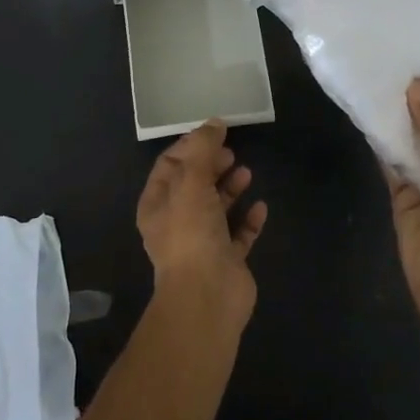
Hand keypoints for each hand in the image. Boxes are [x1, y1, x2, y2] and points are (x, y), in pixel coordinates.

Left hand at [136, 121, 267, 326]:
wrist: (208, 296)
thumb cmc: (191, 234)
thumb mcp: (192, 182)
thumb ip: (202, 150)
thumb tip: (214, 122)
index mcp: (157, 204)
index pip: (169, 165)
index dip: (190, 146)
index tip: (214, 133)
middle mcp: (177, 222)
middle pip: (194, 185)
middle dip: (211, 165)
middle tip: (231, 152)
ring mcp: (202, 242)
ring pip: (217, 208)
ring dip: (231, 188)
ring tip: (247, 173)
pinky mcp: (227, 259)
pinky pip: (239, 234)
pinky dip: (249, 219)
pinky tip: (261, 207)